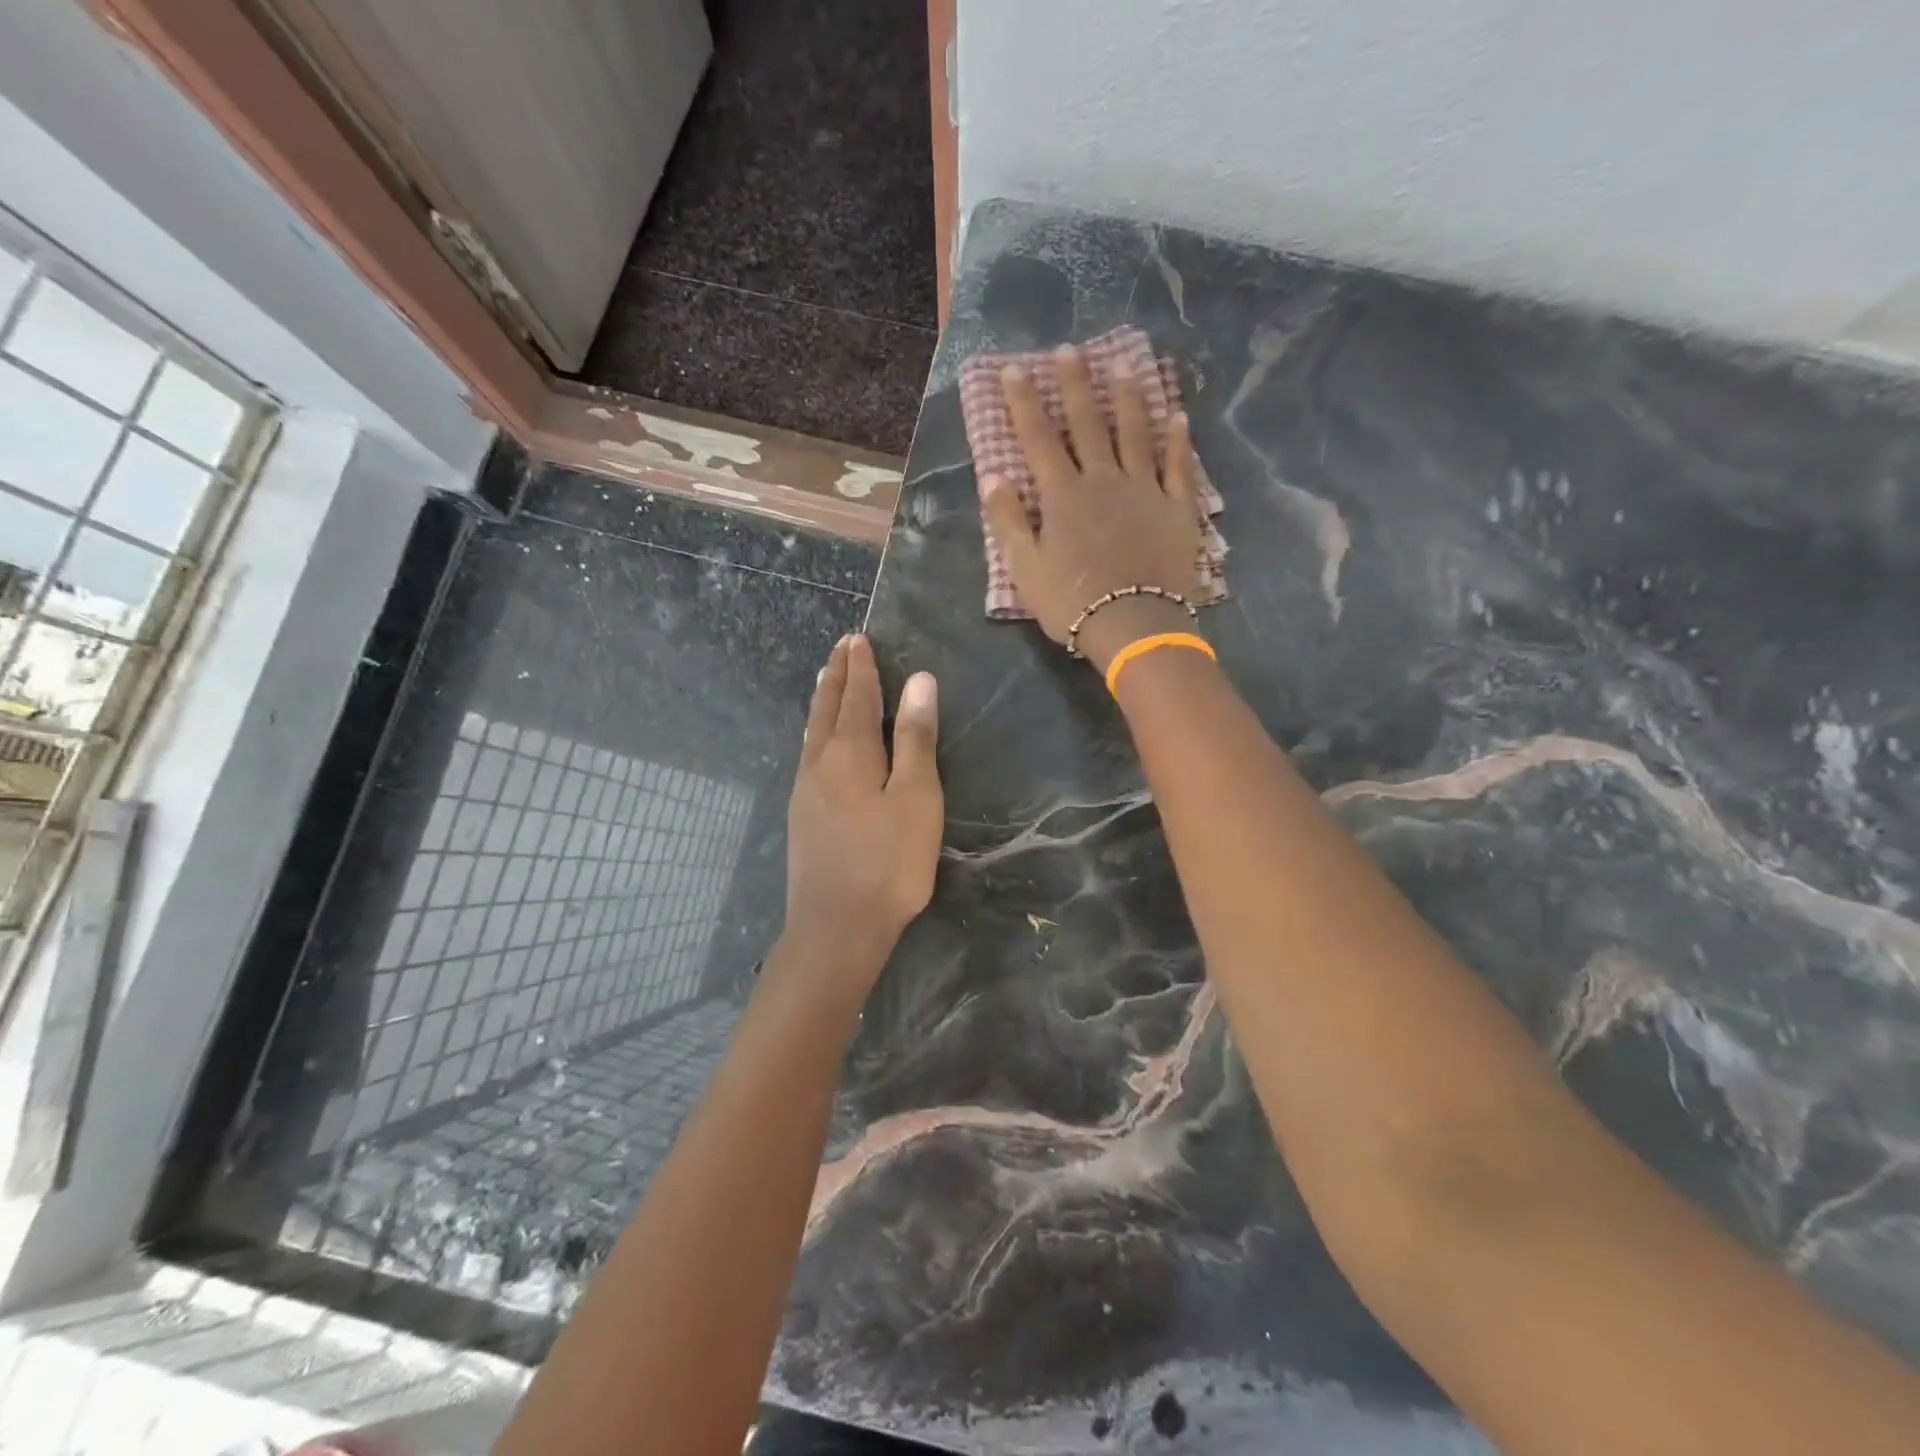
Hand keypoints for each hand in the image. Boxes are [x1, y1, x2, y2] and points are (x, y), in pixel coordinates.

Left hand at [784, 635, 942, 979]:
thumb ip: (915, 739)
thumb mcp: (915, 797)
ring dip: (821, 702)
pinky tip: (817, 743)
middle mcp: (819, 763)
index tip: (858, 639)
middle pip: (826, 709)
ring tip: (825, 682)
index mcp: (849, 753)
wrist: (836, 928)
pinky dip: (816, 732)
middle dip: (835, 676)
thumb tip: (919, 681)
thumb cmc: (888, 863)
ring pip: (812, 732)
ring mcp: (805, 792)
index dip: (860, 667)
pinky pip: (808, 755)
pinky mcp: (802, 817)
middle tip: (840, 649)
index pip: (856, 697)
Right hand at [981, 348, 1204, 670]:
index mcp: (1063, 495)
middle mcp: (1104, 480)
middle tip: (1070, 351)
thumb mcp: (1026, 569)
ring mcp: (1145, 490)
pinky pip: (1178, 466)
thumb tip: (993, 478)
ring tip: (1126, 367)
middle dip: (1075, 385)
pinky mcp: (1177, 508)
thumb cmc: (1073, 603)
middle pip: (1088, 423)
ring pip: (1136, 434)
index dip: (1024, 402)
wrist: (1135, 626)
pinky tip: (1178, 416)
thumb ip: (1009, 522)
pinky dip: (1177, 440)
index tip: (1015, 369)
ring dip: (1129, 399)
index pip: (1038, 438)